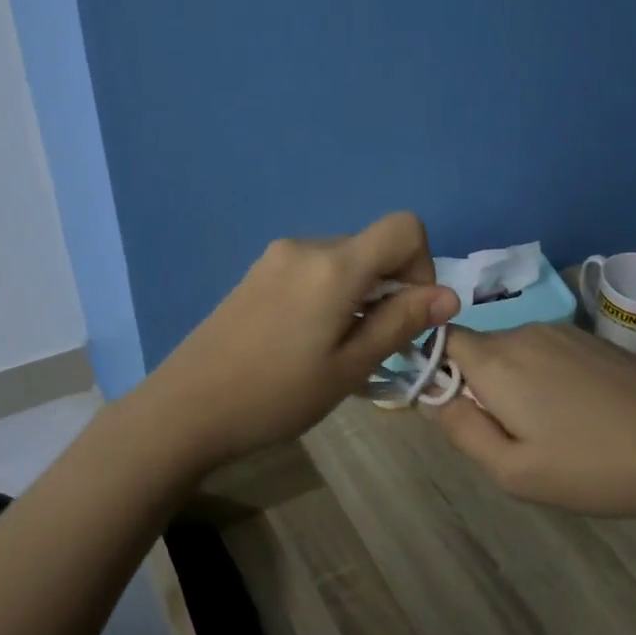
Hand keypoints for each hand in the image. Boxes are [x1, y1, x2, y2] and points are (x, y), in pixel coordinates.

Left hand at [142, 212, 460, 466]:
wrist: (187, 407)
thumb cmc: (277, 395)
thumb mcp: (349, 367)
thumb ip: (400, 322)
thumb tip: (449, 295)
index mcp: (334, 265)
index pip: (403, 226)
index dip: (422, 264)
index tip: (406, 313)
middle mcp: (306, 246)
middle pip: (372, 247)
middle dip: (389, 288)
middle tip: (371, 346)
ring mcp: (277, 257)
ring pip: (343, 261)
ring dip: (358, 294)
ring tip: (335, 349)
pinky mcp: (258, 272)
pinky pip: (312, 270)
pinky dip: (329, 294)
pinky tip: (305, 340)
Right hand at [430, 322, 635, 520]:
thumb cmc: (593, 467)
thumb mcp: (513, 471)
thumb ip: (461, 430)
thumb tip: (433, 397)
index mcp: (498, 361)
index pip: (443, 341)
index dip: (438, 371)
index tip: (459, 412)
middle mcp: (525, 333)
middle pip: (481, 350)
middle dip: (481, 386)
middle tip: (513, 437)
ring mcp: (565, 333)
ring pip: (517, 353)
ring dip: (517, 384)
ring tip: (553, 431)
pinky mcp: (596, 342)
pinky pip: (550, 353)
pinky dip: (549, 378)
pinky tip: (584, 415)